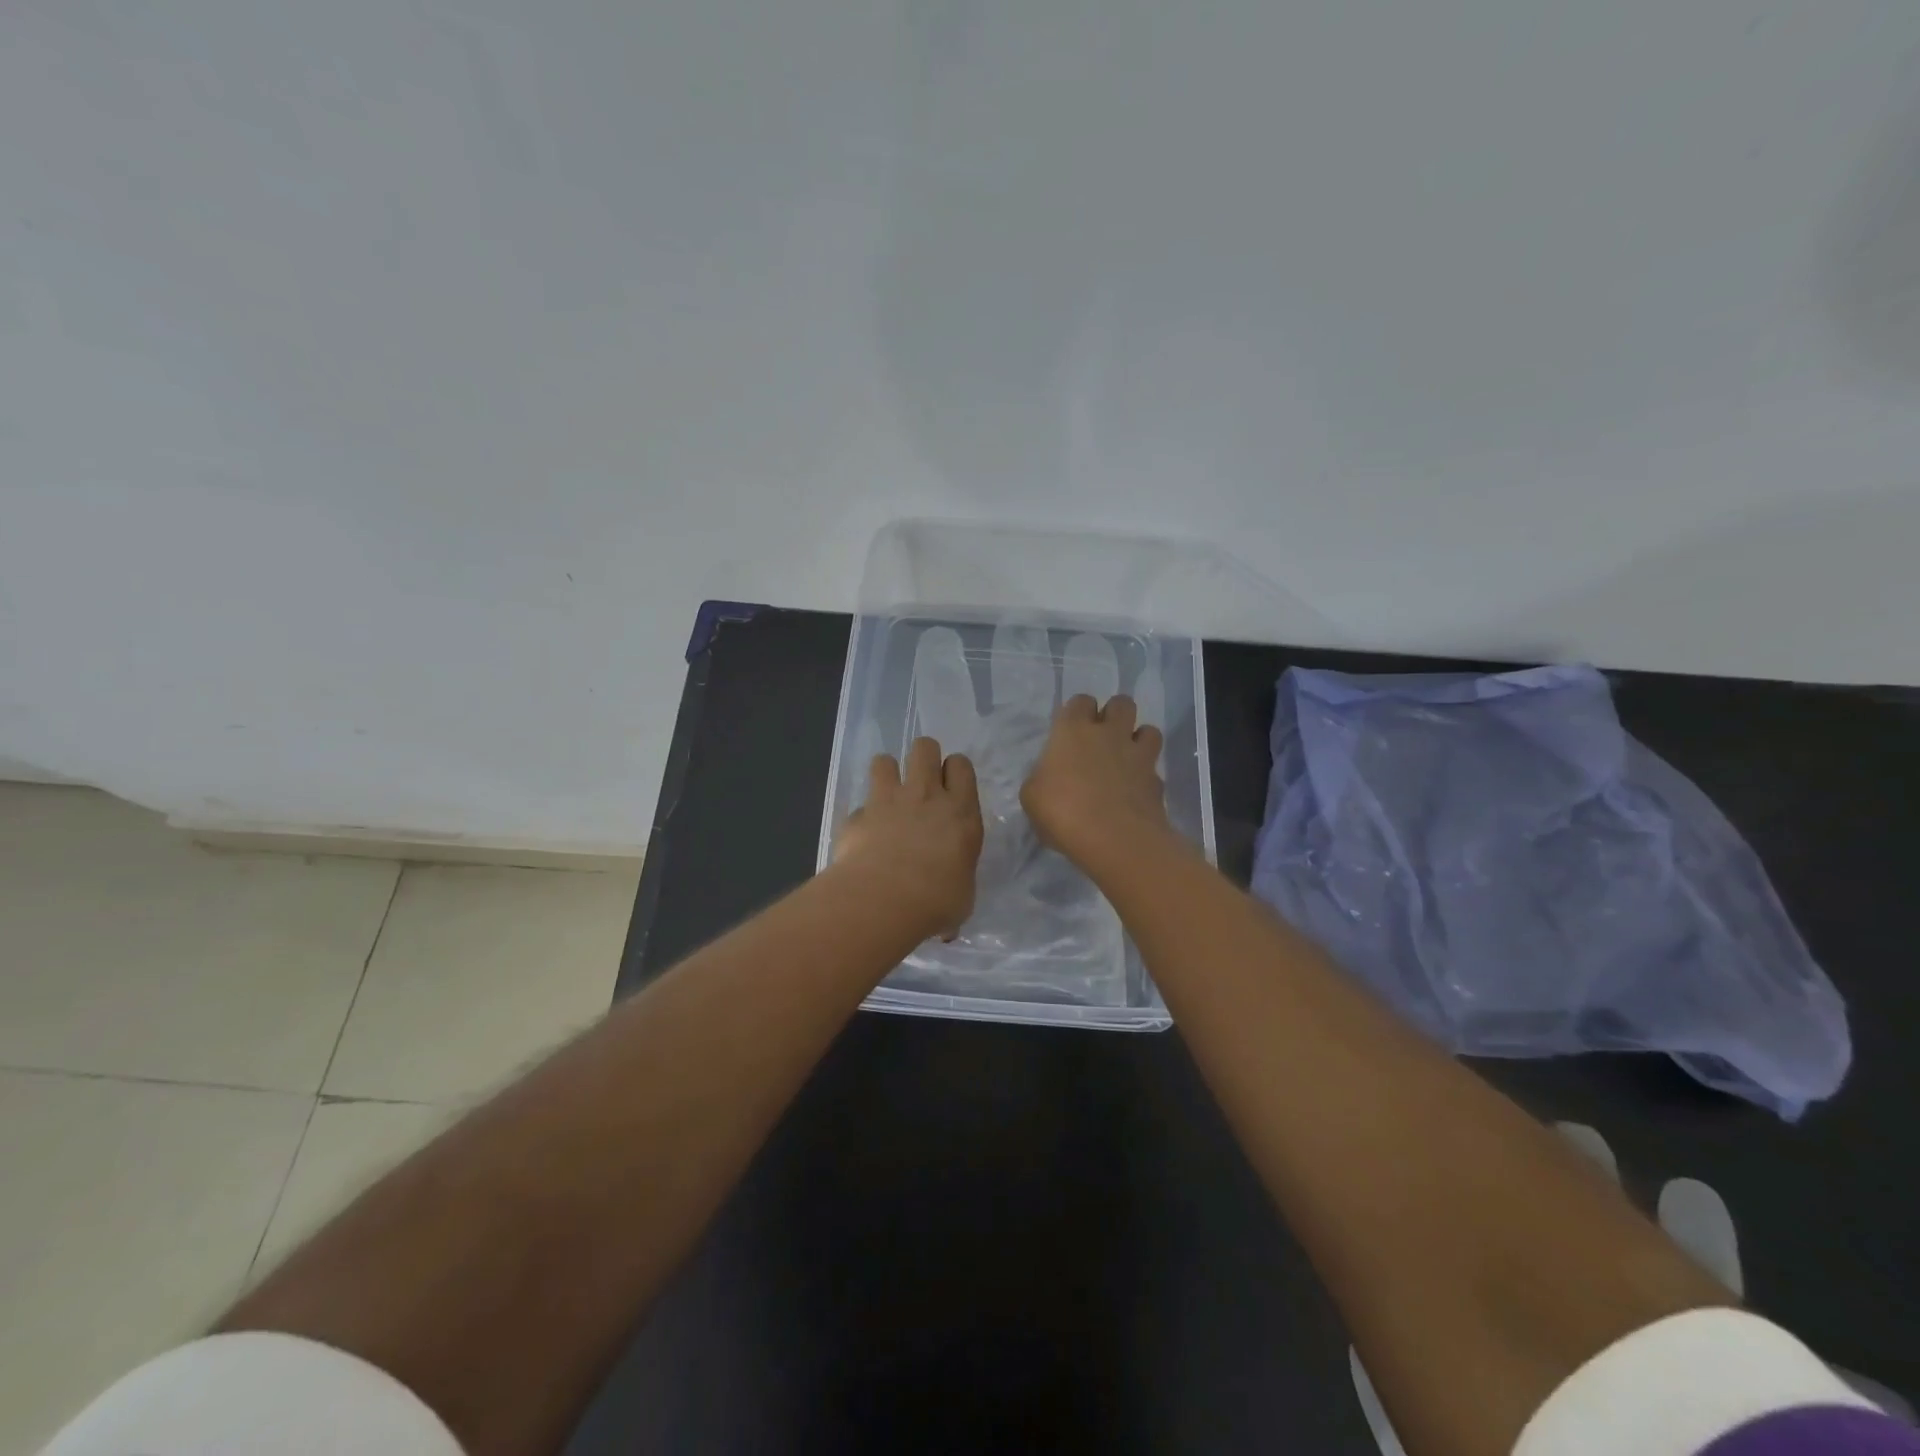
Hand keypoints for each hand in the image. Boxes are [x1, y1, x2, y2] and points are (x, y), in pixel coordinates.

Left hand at [836, 737, 983, 938]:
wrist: (883, 900)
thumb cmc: (936, 901)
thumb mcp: (961, 898)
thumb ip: (955, 886)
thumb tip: (949, 914)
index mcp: (961, 812)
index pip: (961, 765)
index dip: (954, 771)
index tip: (950, 789)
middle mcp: (926, 796)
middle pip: (925, 746)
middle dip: (923, 757)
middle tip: (921, 783)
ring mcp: (888, 800)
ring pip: (885, 759)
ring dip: (887, 774)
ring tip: (888, 797)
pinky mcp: (857, 815)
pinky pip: (860, 804)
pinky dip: (862, 816)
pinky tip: (863, 837)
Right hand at [1021, 694, 1176, 880]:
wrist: (1115, 840)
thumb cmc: (1062, 812)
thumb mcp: (1032, 797)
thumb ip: (1042, 779)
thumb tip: (1049, 779)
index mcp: (1073, 731)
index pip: (1080, 701)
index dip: (1077, 713)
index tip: (1071, 732)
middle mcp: (1109, 734)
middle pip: (1121, 703)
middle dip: (1114, 715)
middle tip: (1102, 738)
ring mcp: (1138, 756)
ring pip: (1149, 729)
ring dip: (1139, 739)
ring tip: (1126, 759)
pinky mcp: (1157, 781)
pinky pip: (1155, 769)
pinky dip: (1147, 777)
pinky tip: (1135, 793)